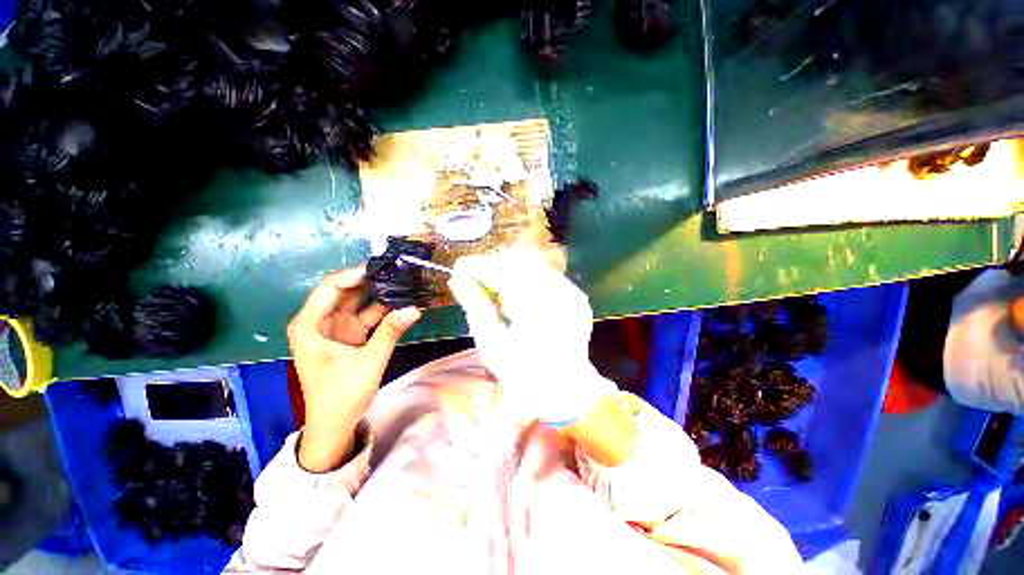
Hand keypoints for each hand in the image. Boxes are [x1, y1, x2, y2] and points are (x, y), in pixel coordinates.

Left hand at [287, 267, 420, 471]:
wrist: (335, 424)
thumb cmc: (342, 394)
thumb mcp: (369, 362)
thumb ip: (390, 332)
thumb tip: (415, 308)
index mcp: (310, 325)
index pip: (330, 288)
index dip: (354, 274)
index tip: (382, 267)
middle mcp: (320, 321)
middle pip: (344, 291)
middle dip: (369, 280)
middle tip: (397, 270)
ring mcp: (335, 327)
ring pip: (357, 301)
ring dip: (378, 293)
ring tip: (403, 282)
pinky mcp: (349, 334)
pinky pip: (366, 315)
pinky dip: (382, 309)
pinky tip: (401, 302)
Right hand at [449, 248, 616, 425]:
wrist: (565, 388)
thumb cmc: (523, 372)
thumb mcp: (492, 343)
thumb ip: (476, 306)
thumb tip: (459, 278)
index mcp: (535, 308)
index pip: (502, 271)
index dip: (479, 266)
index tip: (460, 269)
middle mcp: (558, 294)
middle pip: (518, 262)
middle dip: (493, 266)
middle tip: (475, 278)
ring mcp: (571, 293)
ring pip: (534, 265)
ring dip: (510, 271)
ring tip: (496, 288)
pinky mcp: (576, 296)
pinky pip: (547, 275)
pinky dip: (527, 279)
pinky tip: (519, 295)